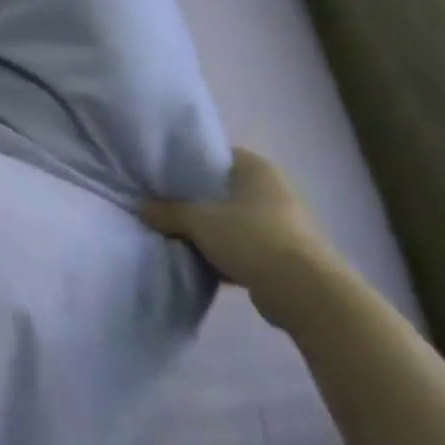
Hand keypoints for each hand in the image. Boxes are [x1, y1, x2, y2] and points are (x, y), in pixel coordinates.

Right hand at [142, 148, 342, 324]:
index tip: (161, 174)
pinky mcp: (278, 253)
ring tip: (171, 233)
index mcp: (257, 170)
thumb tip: (142, 207)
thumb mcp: (199, 220)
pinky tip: (194, 259)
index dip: (189, 162)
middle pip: (221, 189)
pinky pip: (239, 245)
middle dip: (193, 198)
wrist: (303, 289)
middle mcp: (271, 190)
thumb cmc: (251, 237)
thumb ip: (167, 211)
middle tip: (159, 204)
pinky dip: (219, 251)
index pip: (218, 154)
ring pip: (229, 219)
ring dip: (205, 228)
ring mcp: (278, 223)